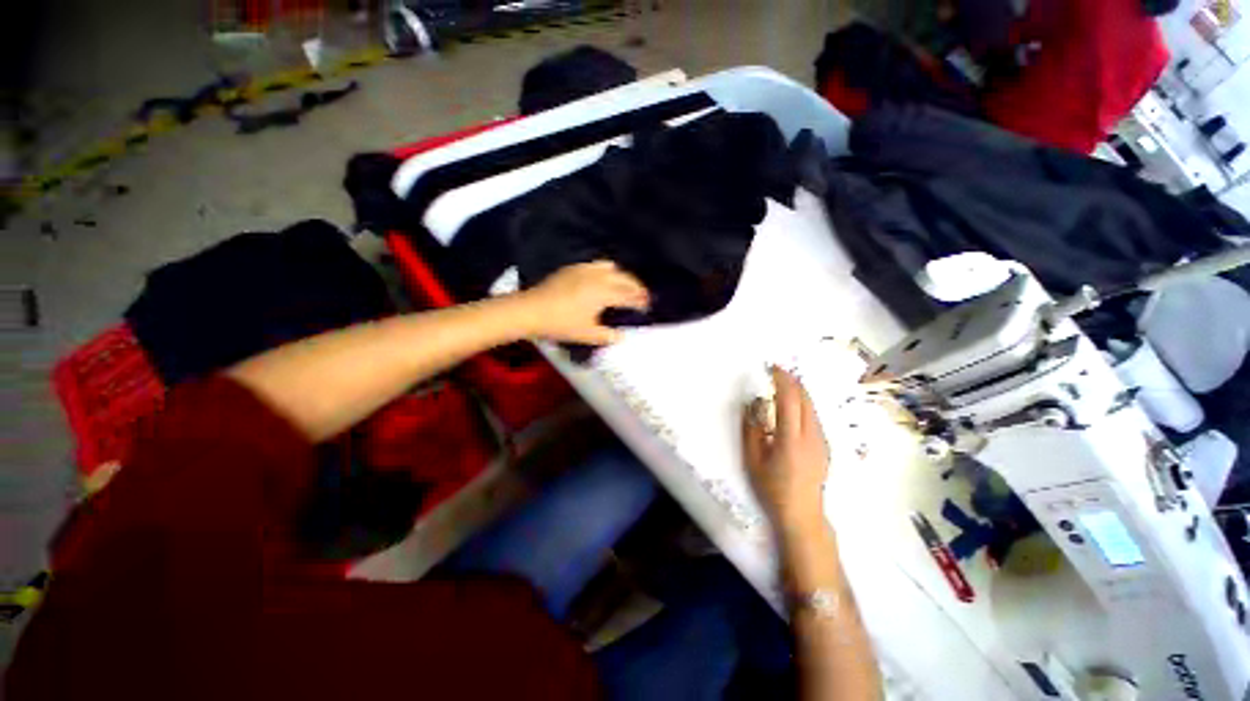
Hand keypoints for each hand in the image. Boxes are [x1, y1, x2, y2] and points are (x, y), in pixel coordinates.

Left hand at [519, 261, 649, 344]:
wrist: (531, 310)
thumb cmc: (561, 324)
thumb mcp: (587, 334)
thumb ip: (608, 336)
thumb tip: (622, 336)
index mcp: (604, 293)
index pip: (629, 295)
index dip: (640, 300)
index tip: (647, 305)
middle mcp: (598, 277)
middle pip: (624, 278)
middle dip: (636, 287)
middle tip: (642, 296)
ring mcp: (585, 269)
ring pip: (612, 267)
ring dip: (622, 276)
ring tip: (625, 286)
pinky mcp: (573, 268)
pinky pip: (596, 265)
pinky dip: (607, 271)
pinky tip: (603, 279)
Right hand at [742, 367, 830, 537]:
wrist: (802, 514)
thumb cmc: (772, 488)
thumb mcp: (753, 461)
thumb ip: (751, 430)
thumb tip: (753, 405)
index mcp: (791, 440)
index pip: (789, 401)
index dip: (782, 381)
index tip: (773, 368)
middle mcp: (811, 436)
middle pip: (805, 399)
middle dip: (792, 381)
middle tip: (777, 371)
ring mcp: (822, 441)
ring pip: (812, 407)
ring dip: (799, 391)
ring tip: (784, 383)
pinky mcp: (825, 446)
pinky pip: (814, 417)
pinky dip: (804, 404)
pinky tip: (794, 406)